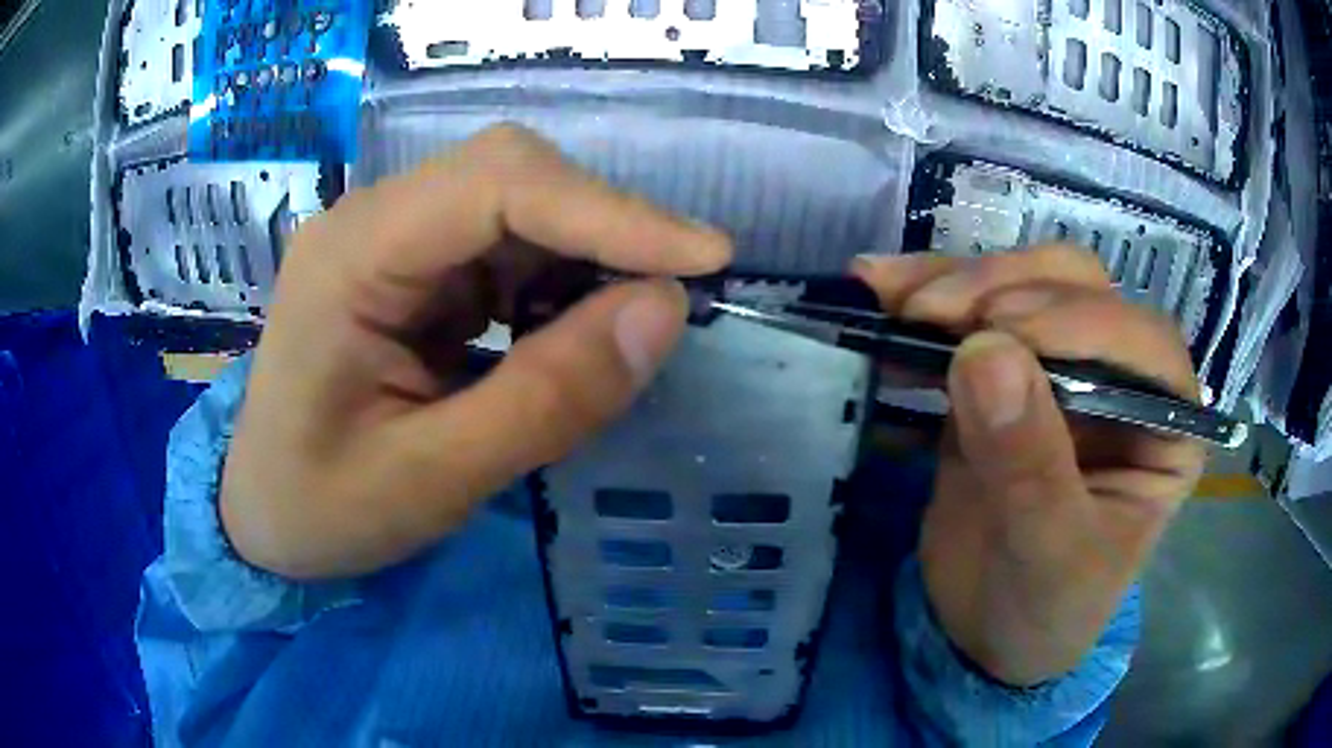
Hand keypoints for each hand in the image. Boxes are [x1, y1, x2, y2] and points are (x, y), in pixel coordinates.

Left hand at [220, 125, 731, 579]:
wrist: (261, 517)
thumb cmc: (321, 509)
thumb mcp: (431, 479)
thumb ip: (546, 399)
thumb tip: (664, 311)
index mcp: (351, 257)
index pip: (496, 186)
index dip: (610, 210)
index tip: (706, 258)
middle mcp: (370, 223)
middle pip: (509, 176)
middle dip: (602, 228)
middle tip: (667, 300)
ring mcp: (389, 240)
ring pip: (515, 207)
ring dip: (583, 257)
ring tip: (618, 330)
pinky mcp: (409, 270)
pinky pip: (502, 248)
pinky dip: (554, 283)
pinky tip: (564, 334)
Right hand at [854, 246, 1205, 685]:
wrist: (987, 631)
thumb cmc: (1045, 608)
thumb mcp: (1049, 556)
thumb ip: (1029, 466)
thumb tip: (983, 352)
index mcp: (1164, 425)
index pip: (1145, 344)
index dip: (1080, 323)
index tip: (1001, 333)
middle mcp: (1123, 378)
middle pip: (1080, 290)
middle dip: (1006, 288)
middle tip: (932, 315)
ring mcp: (1062, 366)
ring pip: (1024, 284)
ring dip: (959, 280)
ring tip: (895, 300)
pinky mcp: (1004, 373)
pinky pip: (972, 317)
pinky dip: (926, 297)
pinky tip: (881, 291)